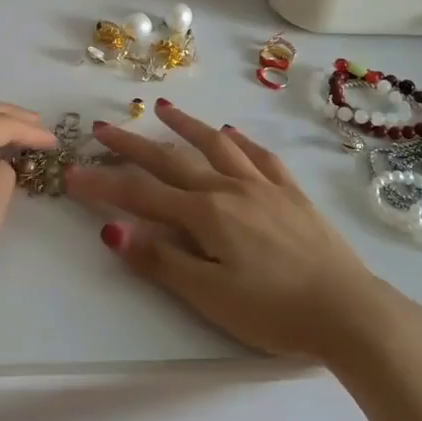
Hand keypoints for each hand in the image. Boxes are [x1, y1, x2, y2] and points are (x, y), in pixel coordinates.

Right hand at [63, 100, 407, 362]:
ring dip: (186, 126)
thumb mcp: (210, 296)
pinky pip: (260, 156)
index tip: (72, 172)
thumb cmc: (274, 312)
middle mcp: (230, 188)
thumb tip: (112, 229)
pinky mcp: (292, 193)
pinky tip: (231, 134)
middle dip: (134, 144)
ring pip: (216, 146)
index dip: (104, 183)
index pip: (141, 194)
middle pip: (173, 160)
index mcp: (206, 214)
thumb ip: (162, 260)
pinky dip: (240, 141)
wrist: (349, 311)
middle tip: (104, 127)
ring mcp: (264, 186)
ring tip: (164, 108)